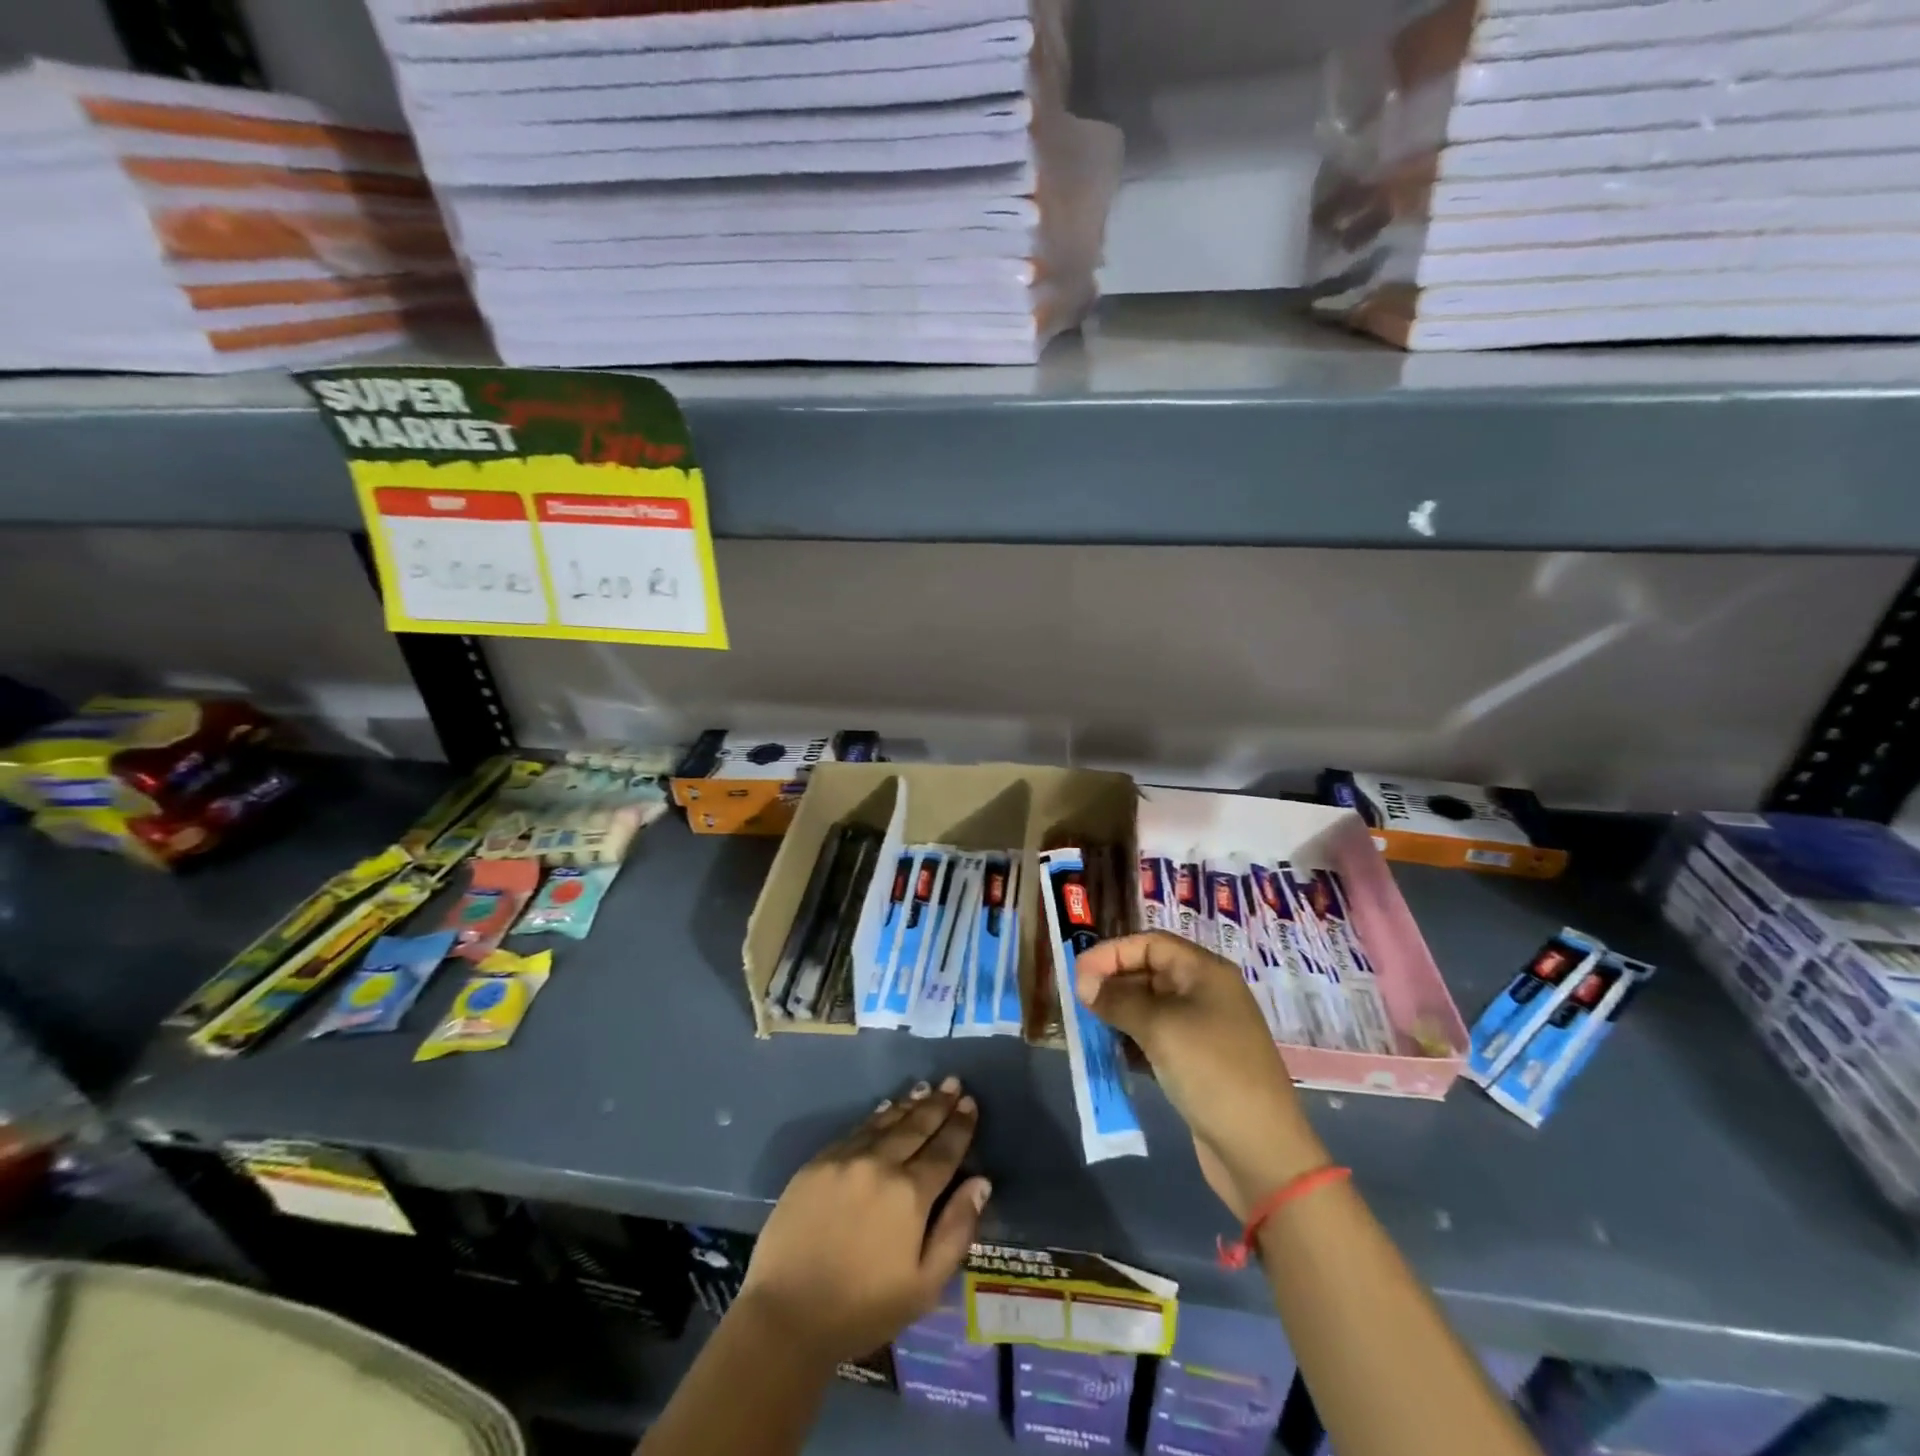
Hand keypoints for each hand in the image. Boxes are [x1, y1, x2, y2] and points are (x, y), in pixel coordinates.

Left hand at [738, 1077, 991, 1364]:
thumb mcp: (924, 1286)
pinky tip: (886, 1109)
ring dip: (909, 1104)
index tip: (970, 1102)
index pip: (944, 1150)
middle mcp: (880, 1164)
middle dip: (937, 1104)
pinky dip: (876, 1116)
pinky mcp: (818, 1163)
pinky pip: (856, 1130)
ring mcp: (846, 1159)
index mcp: (910, 1194)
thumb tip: (981, 1182)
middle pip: (916, 1127)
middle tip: (952, 1082)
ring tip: (926, 1088)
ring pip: (886, 1122)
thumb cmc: (863, 1309)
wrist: (786, 1316)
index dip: (960, 1125)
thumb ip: (956, 1230)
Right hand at [1075, 933, 1327, 1218]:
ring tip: (1090, 1026)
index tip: (1078, 973)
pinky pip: (1158, 1037)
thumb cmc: (1211, 1071)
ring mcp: (1205, 1029)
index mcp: (1206, 972)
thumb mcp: (1160, 1028)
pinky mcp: (1199, 1062)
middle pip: (1150, 971)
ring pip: (1151, 1006)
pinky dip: (1133, 1039)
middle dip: (1113, 982)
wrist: (1261, 1149)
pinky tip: (1113, 1053)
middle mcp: (1207, 993)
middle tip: (1079, 1002)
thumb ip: (1117, 1000)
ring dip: (1120, 1012)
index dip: (1112, 953)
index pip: (1151, 944)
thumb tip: (1082, 983)